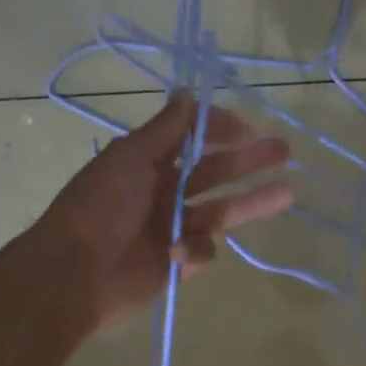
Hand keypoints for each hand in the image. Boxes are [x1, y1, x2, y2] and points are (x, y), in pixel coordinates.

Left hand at [31, 92, 293, 328]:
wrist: (77, 272)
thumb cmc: (100, 206)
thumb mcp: (130, 156)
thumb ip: (165, 129)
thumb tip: (186, 92)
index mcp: (148, 163)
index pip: (192, 140)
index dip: (219, 131)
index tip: (247, 128)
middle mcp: (163, 192)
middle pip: (214, 173)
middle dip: (248, 162)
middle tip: (285, 151)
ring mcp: (172, 228)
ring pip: (220, 211)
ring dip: (252, 201)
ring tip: (288, 191)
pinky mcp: (177, 263)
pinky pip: (202, 250)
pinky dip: (194, 250)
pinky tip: (175, 252)